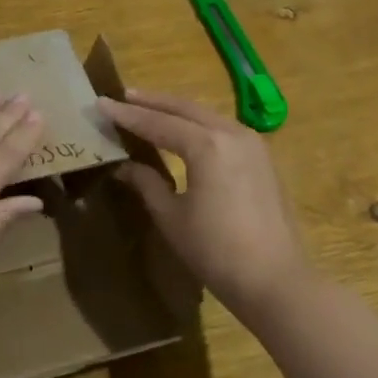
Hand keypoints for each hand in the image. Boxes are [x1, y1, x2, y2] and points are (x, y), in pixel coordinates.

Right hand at [97, 89, 312, 322]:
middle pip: (184, 109)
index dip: (127, 115)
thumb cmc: (216, 251)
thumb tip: (124, 166)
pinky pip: (222, 128)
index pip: (157, 123)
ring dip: (176, 110)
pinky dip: (197, 124)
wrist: (276, 281)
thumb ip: (147, 183)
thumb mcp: (172, 217)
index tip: (101, 103)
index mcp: (206, 145)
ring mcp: (252, 143)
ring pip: (205, 115)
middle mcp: (231, 133)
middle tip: (123, 96)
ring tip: (149, 107)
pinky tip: (185, 130)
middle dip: (152, 102)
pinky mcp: (262, 158)